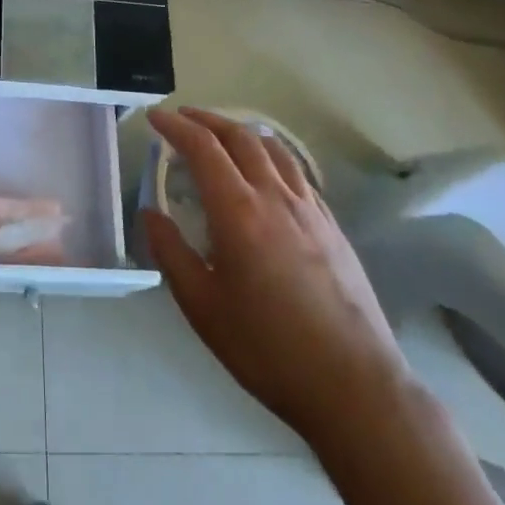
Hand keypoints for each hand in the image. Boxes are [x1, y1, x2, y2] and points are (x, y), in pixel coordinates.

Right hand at [143, 107, 410, 451]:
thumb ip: (171, 252)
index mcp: (238, 212)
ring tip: (222, 135)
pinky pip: (297, 172)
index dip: (175, 127)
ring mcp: (310, 209)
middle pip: (239, 137)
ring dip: (241, 131)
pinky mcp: (332, 226)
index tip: (155, 118)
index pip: (203, 148)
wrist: (354, 386)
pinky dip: (271, 156)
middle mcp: (275, 197)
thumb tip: (150, 213)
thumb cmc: (267, 349)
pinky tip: (266, 173)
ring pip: (273, 148)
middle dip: (206, 120)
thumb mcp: (202, 307)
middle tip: (182, 119)